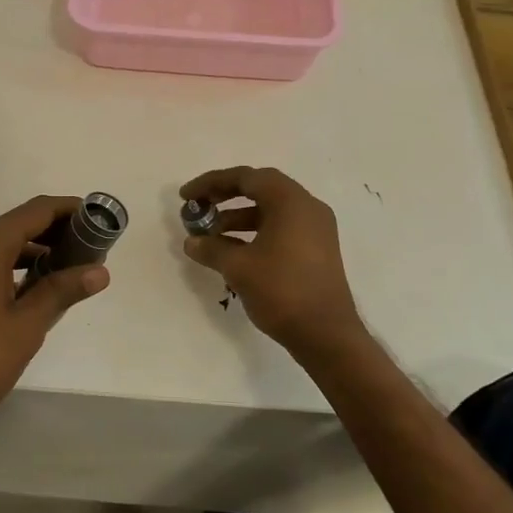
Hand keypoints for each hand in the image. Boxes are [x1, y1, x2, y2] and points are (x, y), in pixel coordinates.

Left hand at [0, 195, 109, 438]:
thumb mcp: (26, 326)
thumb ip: (62, 291)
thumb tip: (100, 271)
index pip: (36, 211)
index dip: (70, 210)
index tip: (99, 219)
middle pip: (16, 224)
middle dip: (54, 232)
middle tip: (90, 249)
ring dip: (32, 252)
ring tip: (66, 271)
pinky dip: (10, 267)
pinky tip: (29, 290)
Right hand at [179, 167, 363, 354]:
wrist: (326, 334)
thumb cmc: (281, 291)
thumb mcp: (238, 267)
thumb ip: (211, 248)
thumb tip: (192, 242)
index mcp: (291, 202)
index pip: (246, 178)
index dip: (212, 183)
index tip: (186, 196)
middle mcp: (307, 208)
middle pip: (260, 189)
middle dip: (225, 196)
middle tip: (198, 208)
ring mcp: (316, 229)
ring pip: (270, 210)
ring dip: (238, 217)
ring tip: (210, 235)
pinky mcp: (317, 249)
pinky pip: (281, 228)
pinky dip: (255, 232)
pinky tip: (233, 251)